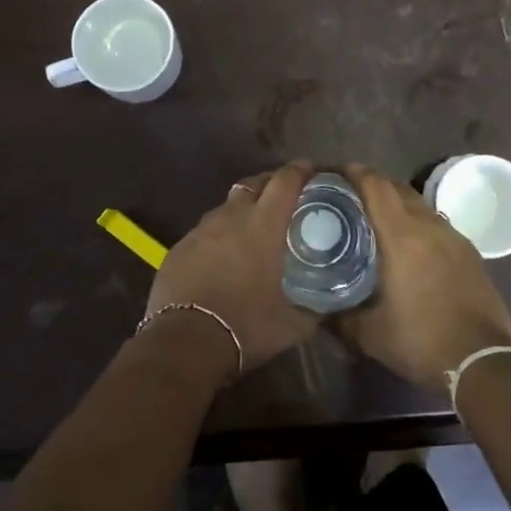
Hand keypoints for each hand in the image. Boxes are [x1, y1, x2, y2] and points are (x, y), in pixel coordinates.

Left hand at [146, 162, 319, 372]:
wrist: (184, 342)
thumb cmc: (246, 326)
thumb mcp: (293, 324)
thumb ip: (316, 308)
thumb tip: (330, 305)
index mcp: (264, 225)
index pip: (285, 181)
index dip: (300, 170)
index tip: (311, 169)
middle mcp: (232, 216)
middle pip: (254, 184)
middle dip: (271, 184)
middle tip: (284, 198)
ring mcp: (201, 230)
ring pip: (227, 207)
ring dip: (243, 210)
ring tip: (252, 230)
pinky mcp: (179, 247)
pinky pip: (205, 231)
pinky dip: (218, 236)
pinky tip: (222, 257)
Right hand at [333, 164, 510, 395]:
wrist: (485, 362)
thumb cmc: (422, 342)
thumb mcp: (369, 335)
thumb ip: (339, 317)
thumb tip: (316, 308)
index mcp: (402, 236)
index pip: (376, 185)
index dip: (353, 172)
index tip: (332, 172)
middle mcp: (429, 226)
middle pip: (397, 187)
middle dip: (371, 184)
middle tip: (346, 196)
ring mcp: (454, 237)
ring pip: (418, 204)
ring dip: (395, 202)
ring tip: (373, 218)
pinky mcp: (469, 252)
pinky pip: (435, 222)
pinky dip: (415, 221)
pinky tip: (406, 244)